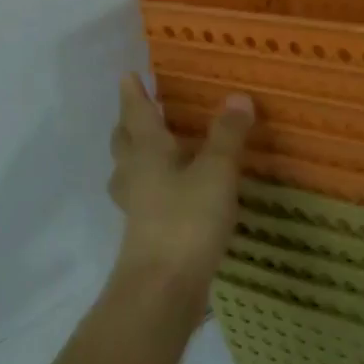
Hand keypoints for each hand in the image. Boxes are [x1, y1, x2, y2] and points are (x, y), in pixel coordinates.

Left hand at [107, 74, 253, 296]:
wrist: (162, 288)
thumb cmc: (187, 220)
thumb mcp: (216, 171)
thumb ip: (227, 135)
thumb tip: (237, 96)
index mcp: (147, 152)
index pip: (137, 113)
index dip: (134, 93)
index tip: (128, 74)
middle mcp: (135, 174)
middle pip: (125, 142)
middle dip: (129, 124)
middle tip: (139, 111)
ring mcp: (137, 207)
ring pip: (129, 172)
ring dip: (135, 156)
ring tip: (150, 150)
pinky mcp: (145, 233)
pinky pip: (143, 197)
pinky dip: (151, 186)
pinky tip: (170, 193)